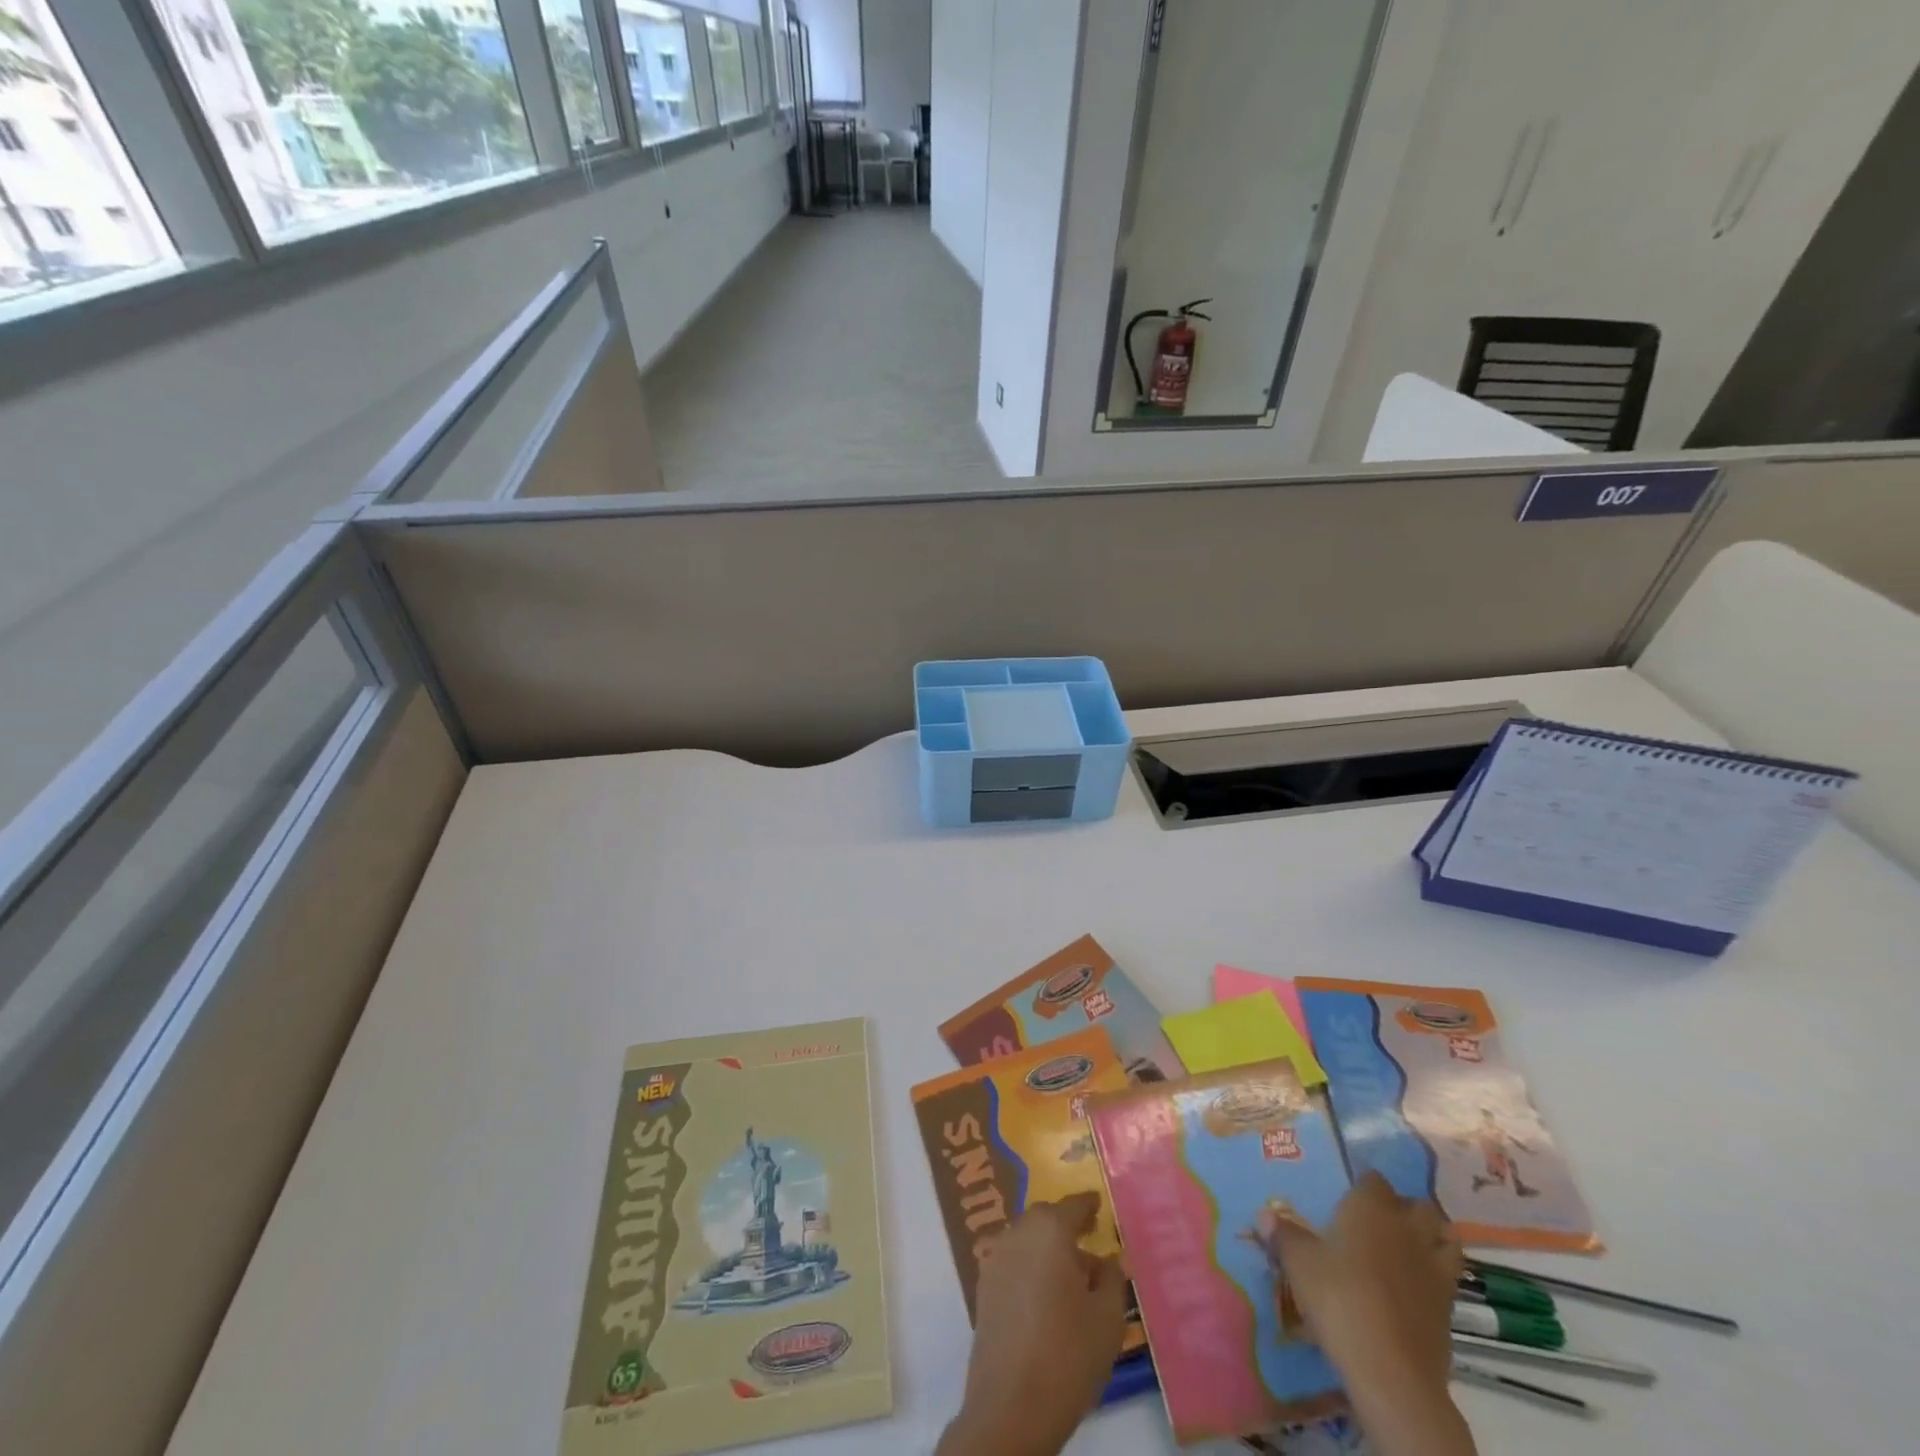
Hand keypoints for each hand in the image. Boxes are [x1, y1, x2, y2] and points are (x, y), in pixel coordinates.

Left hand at [937, 1192, 1128, 1455]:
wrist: (1010, 1406)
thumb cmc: (1067, 1354)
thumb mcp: (1108, 1319)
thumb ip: (1113, 1279)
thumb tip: (1109, 1259)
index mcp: (1050, 1230)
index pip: (1073, 1205)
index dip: (1088, 1205)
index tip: (1098, 1205)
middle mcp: (1018, 1233)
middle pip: (1046, 1219)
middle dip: (1066, 1226)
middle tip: (1088, 1242)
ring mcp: (996, 1259)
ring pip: (1027, 1240)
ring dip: (1047, 1249)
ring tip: (1070, 1279)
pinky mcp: (983, 1288)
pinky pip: (1013, 1263)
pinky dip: (1030, 1268)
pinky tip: (1045, 1298)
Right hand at [1264, 1174, 1474, 1455]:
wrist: (1390, 1369)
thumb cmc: (1339, 1297)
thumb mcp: (1298, 1263)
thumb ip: (1283, 1235)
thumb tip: (1263, 1215)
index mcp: (1370, 1207)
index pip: (1373, 1178)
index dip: (1363, 1183)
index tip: (1349, 1192)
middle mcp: (1406, 1228)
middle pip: (1419, 1205)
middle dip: (1405, 1207)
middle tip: (1380, 1220)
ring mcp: (1434, 1268)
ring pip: (1446, 1238)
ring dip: (1433, 1238)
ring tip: (1409, 1247)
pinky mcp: (1449, 1307)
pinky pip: (1449, 1278)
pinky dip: (1437, 1275)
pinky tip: (1416, 1287)